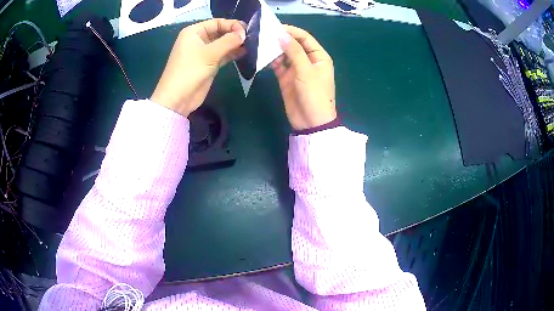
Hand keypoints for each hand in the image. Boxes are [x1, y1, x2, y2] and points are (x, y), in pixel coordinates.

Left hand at [151, 19, 245, 116]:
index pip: (217, 23)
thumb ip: (229, 41)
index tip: (246, 31)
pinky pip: (222, 55)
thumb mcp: (210, 53)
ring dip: (235, 44)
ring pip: (222, 44)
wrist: (178, 98)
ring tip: (251, 46)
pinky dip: (232, 54)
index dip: (232, 25)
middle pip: (220, 32)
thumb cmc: (190, 71)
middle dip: (235, 34)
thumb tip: (244, 34)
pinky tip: (244, 53)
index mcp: (194, 32)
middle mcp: (198, 40)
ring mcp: (203, 53)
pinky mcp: (208, 64)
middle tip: (252, 39)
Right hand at [271, 25, 335, 130]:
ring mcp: (296, 69)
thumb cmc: (314, 95)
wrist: (311, 122)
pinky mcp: (286, 78)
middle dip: (280, 39)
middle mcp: (308, 60)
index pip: (305, 38)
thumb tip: (282, 35)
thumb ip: (294, 52)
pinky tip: (261, 55)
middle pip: (293, 44)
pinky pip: (278, 65)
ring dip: (274, 48)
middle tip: (264, 33)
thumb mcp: (306, 71)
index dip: (291, 31)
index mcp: (319, 56)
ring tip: (260, 42)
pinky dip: (271, 60)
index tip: (275, 27)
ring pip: (284, 54)